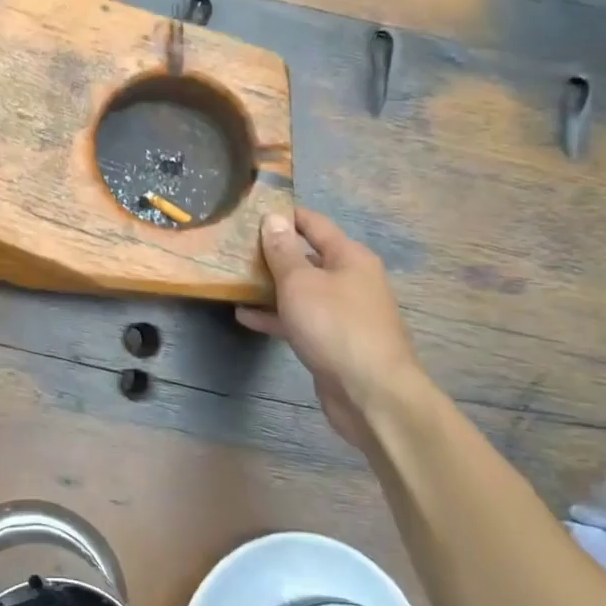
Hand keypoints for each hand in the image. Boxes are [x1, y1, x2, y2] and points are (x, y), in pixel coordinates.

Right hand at [237, 209, 426, 448]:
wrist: (372, 394)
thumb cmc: (335, 326)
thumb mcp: (300, 282)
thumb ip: (282, 251)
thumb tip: (273, 217)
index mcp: (349, 258)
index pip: (314, 224)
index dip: (285, 215)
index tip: (251, 210)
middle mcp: (350, 280)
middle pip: (307, 258)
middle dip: (273, 253)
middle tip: (235, 247)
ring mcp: (343, 313)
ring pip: (302, 291)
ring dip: (270, 286)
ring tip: (233, 280)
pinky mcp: (334, 342)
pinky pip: (300, 319)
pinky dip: (275, 316)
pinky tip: (245, 317)